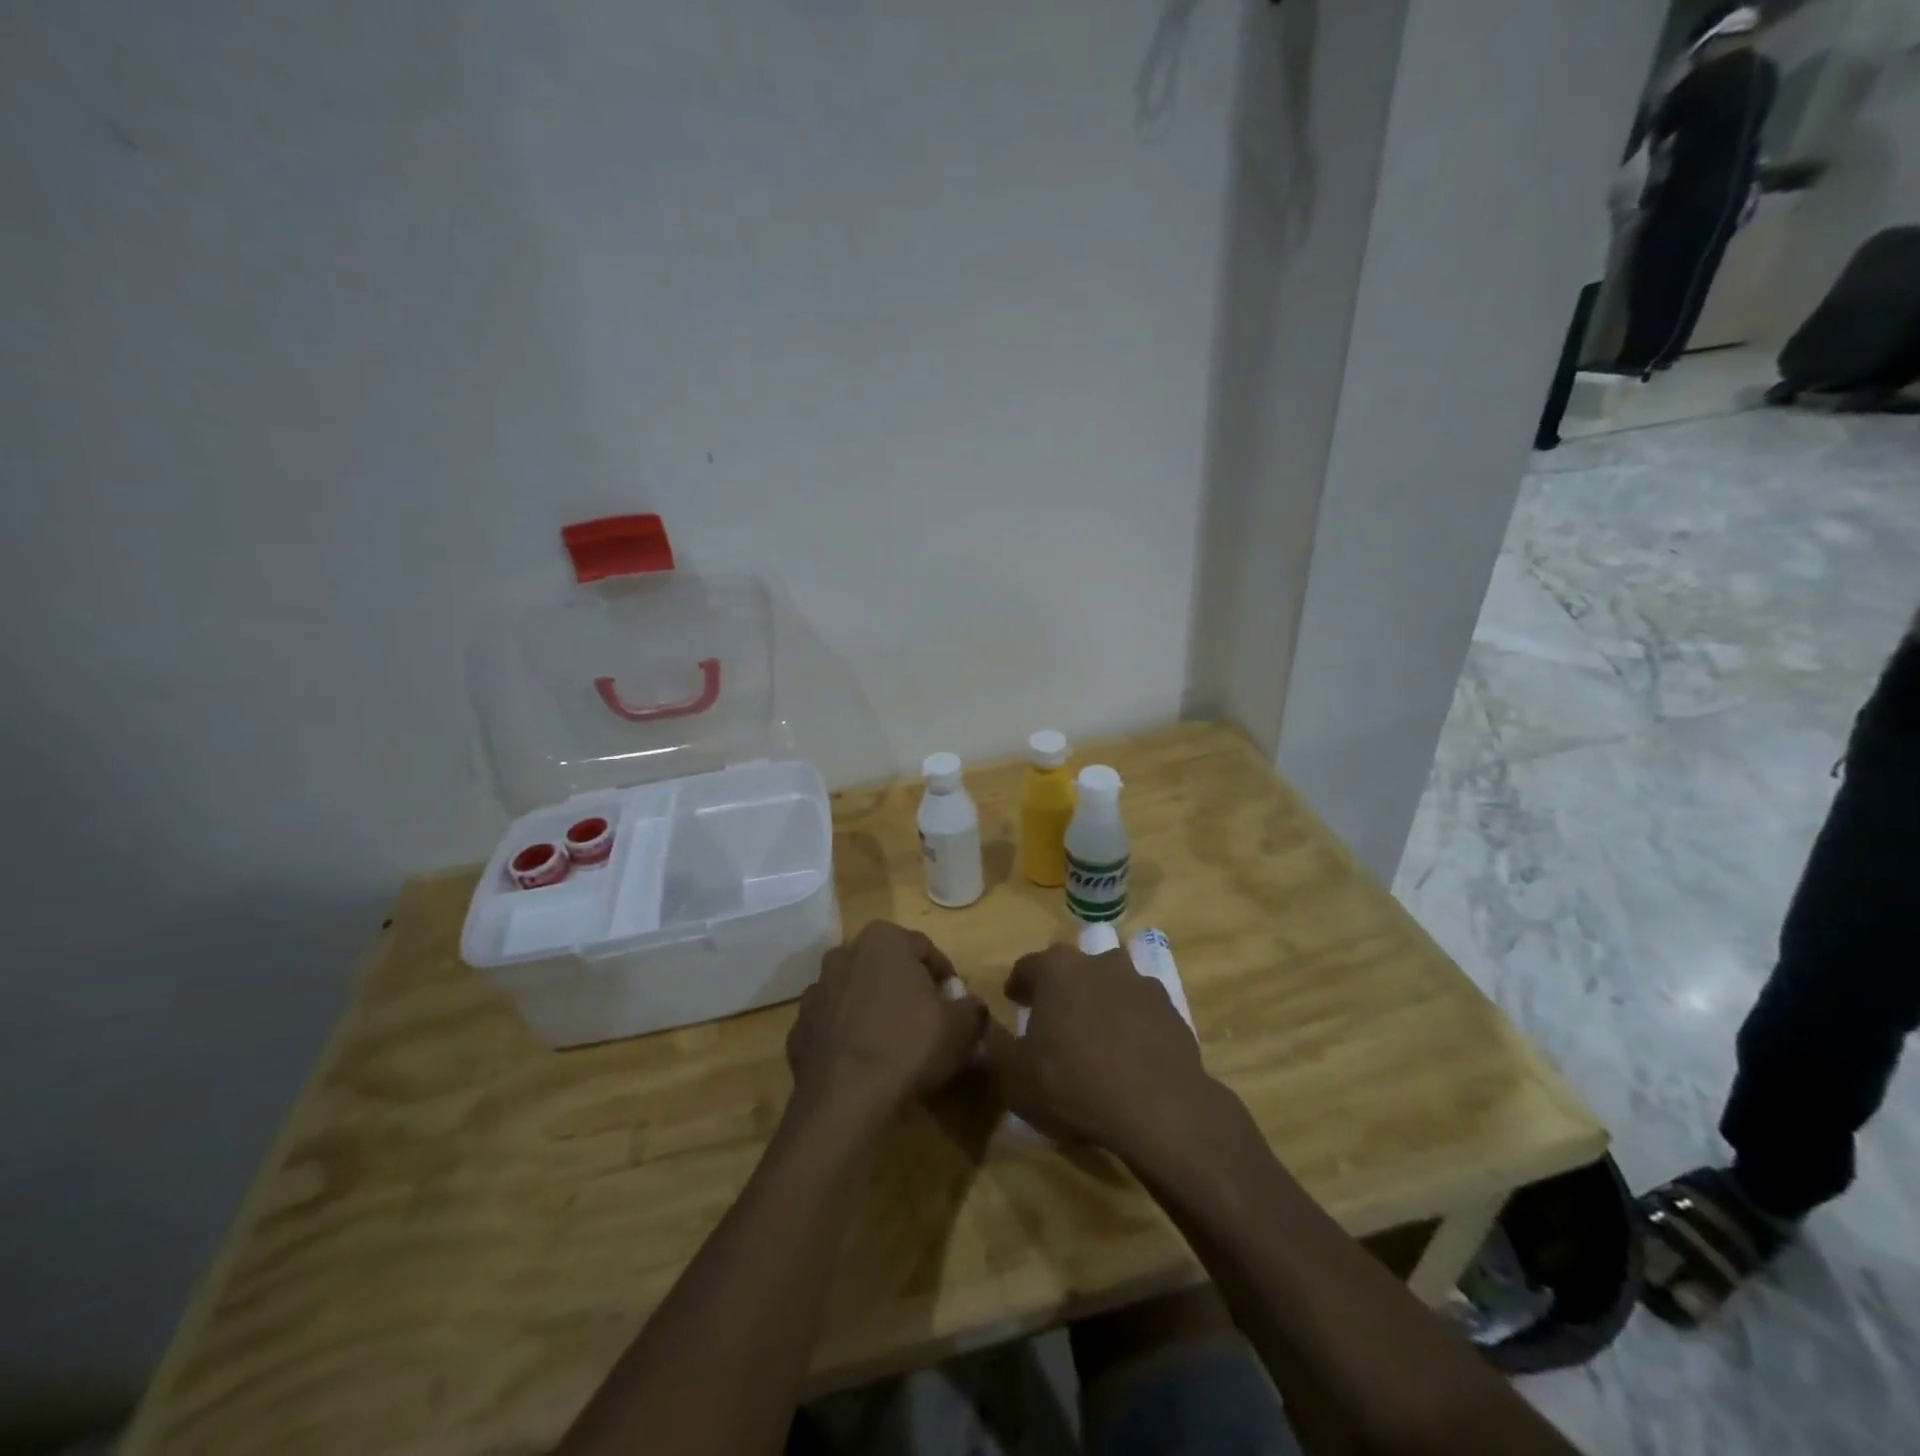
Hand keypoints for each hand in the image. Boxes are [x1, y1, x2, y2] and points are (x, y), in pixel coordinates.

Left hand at [786, 921, 985, 1125]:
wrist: (844, 1101)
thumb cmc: (908, 1047)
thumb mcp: (960, 1027)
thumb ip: (972, 1008)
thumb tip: (971, 1006)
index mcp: (883, 940)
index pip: (925, 950)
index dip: (945, 977)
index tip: (955, 1005)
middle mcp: (844, 954)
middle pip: (887, 967)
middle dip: (906, 988)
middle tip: (927, 1022)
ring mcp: (816, 990)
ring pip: (857, 993)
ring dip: (874, 1009)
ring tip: (894, 1045)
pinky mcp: (798, 1027)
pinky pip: (833, 1025)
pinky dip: (848, 1036)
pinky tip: (864, 1062)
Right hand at [988, 942, 1222, 1165]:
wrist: (1159, 1108)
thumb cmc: (1074, 1083)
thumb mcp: (1014, 1076)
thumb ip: (995, 1049)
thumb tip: (985, 1034)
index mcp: (1057, 968)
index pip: (1028, 966)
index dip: (1018, 986)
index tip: (1014, 1003)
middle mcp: (1099, 962)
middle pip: (1073, 970)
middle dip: (1062, 990)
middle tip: (1054, 1020)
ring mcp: (1140, 982)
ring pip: (1110, 985)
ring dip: (1100, 1003)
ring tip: (1095, 1038)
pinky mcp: (1171, 1008)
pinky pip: (1140, 1010)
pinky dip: (1131, 1024)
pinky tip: (1128, 1055)